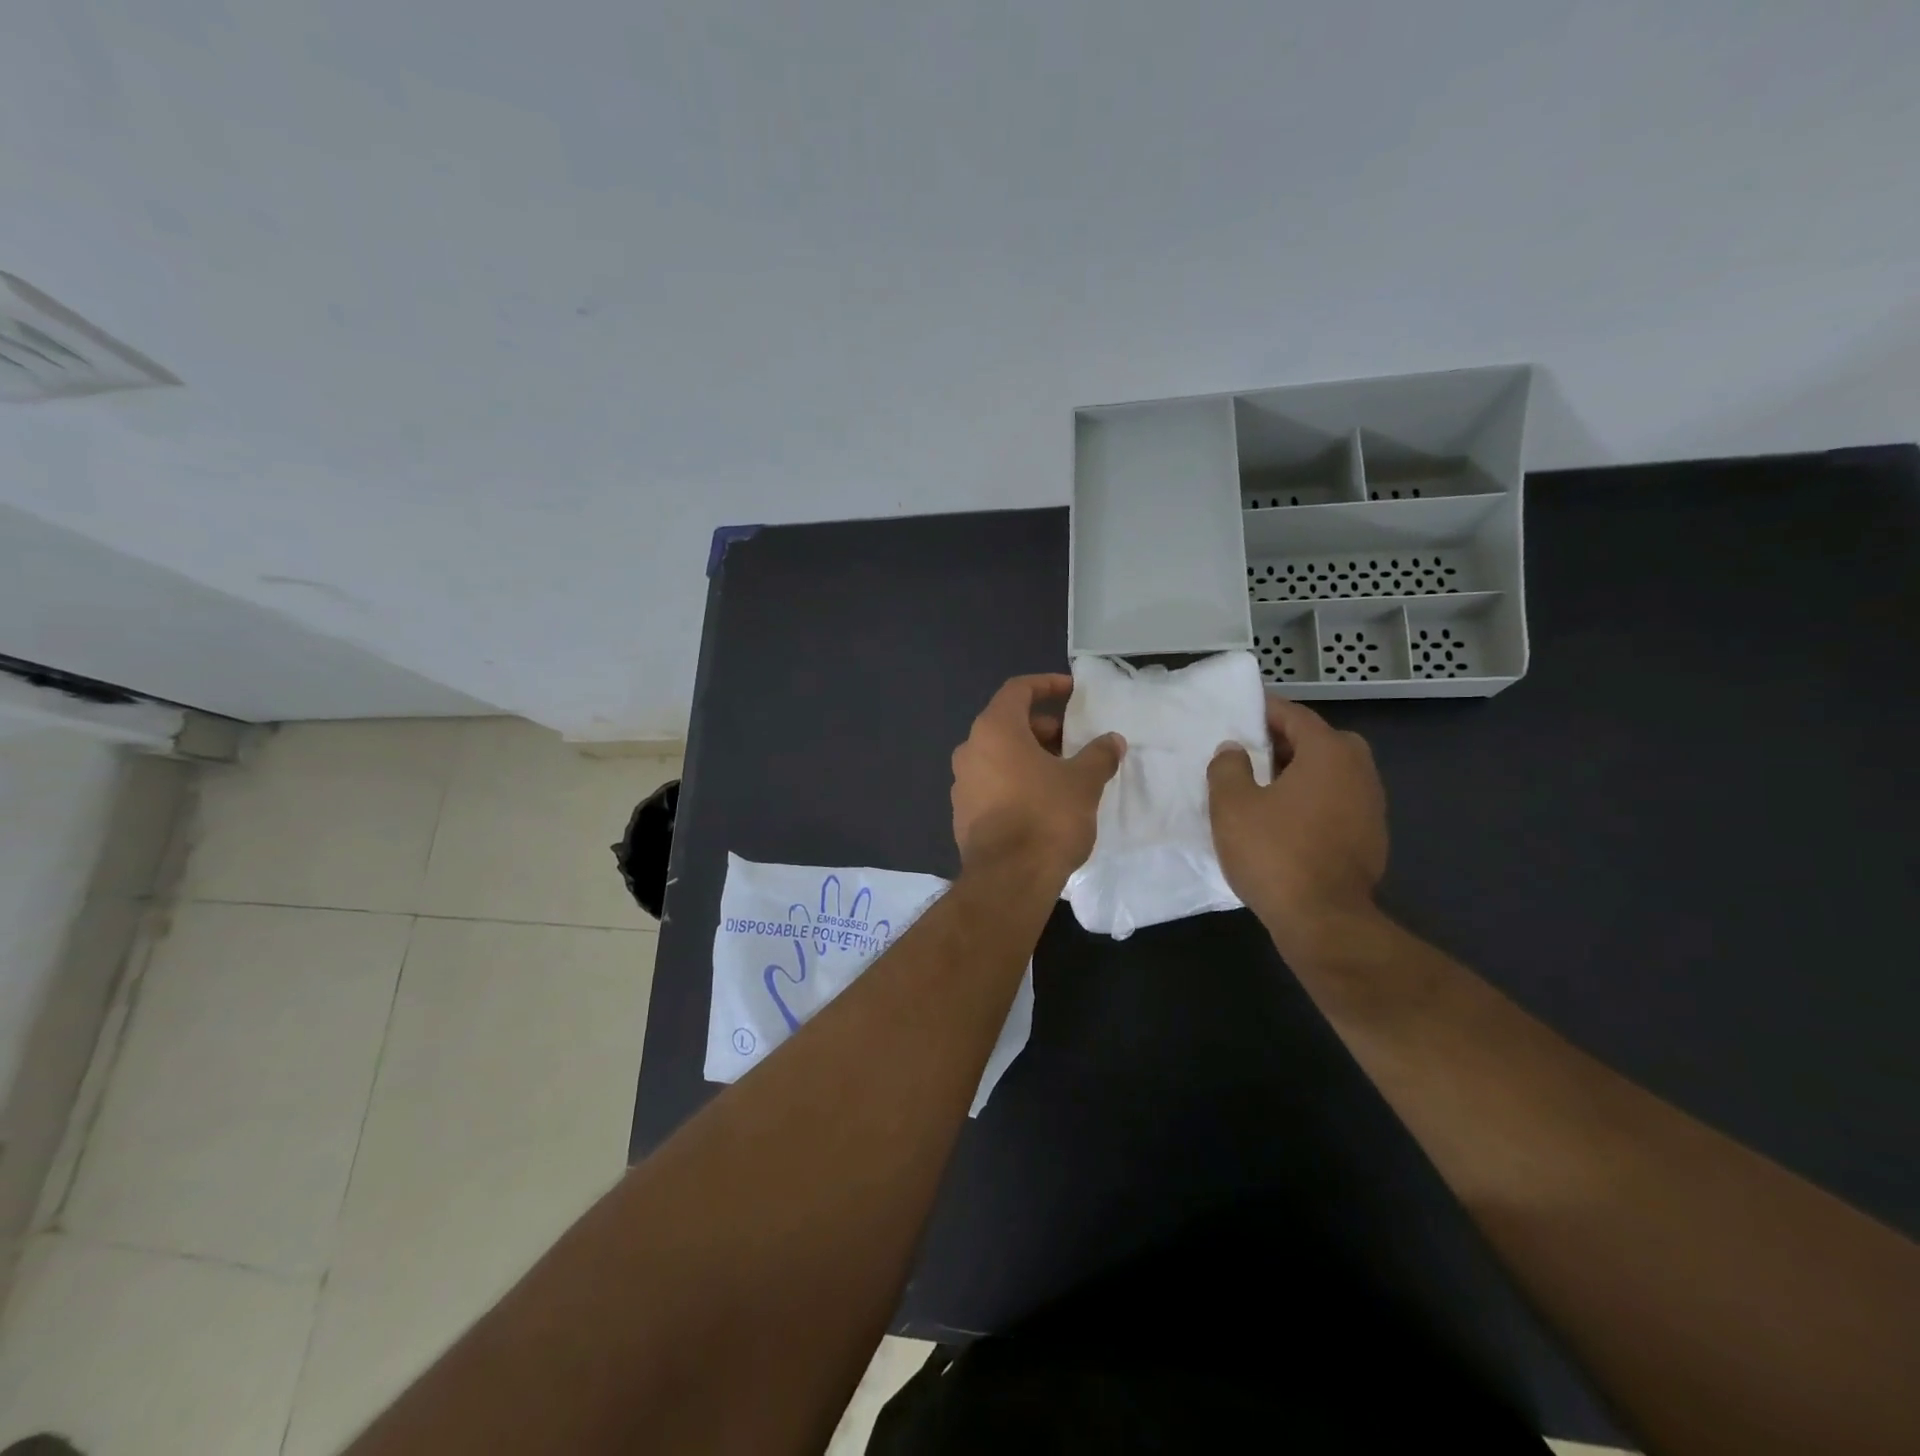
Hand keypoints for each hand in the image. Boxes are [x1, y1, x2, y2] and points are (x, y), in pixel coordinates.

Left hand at [951, 674, 1124, 878]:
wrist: (1008, 879)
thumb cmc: (1046, 817)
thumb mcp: (1084, 781)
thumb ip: (1098, 755)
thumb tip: (1112, 741)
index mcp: (994, 730)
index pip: (1018, 690)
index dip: (1046, 685)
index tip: (1072, 691)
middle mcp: (970, 750)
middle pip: (1008, 724)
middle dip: (1043, 728)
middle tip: (1074, 743)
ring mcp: (962, 784)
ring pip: (999, 756)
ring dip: (1030, 757)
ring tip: (1064, 774)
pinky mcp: (963, 814)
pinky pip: (992, 784)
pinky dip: (1016, 782)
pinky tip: (1042, 803)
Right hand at [1207, 694, 1387, 942]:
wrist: (1323, 919)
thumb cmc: (1273, 852)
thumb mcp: (1231, 805)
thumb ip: (1227, 767)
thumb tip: (1234, 750)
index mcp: (1329, 752)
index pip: (1295, 716)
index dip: (1265, 711)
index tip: (1240, 713)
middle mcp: (1359, 771)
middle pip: (1320, 741)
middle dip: (1286, 741)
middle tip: (1252, 752)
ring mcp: (1372, 806)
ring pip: (1332, 773)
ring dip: (1302, 772)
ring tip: (1265, 787)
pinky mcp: (1372, 837)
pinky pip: (1339, 802)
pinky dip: (1315, 800)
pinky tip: (1287, 821)